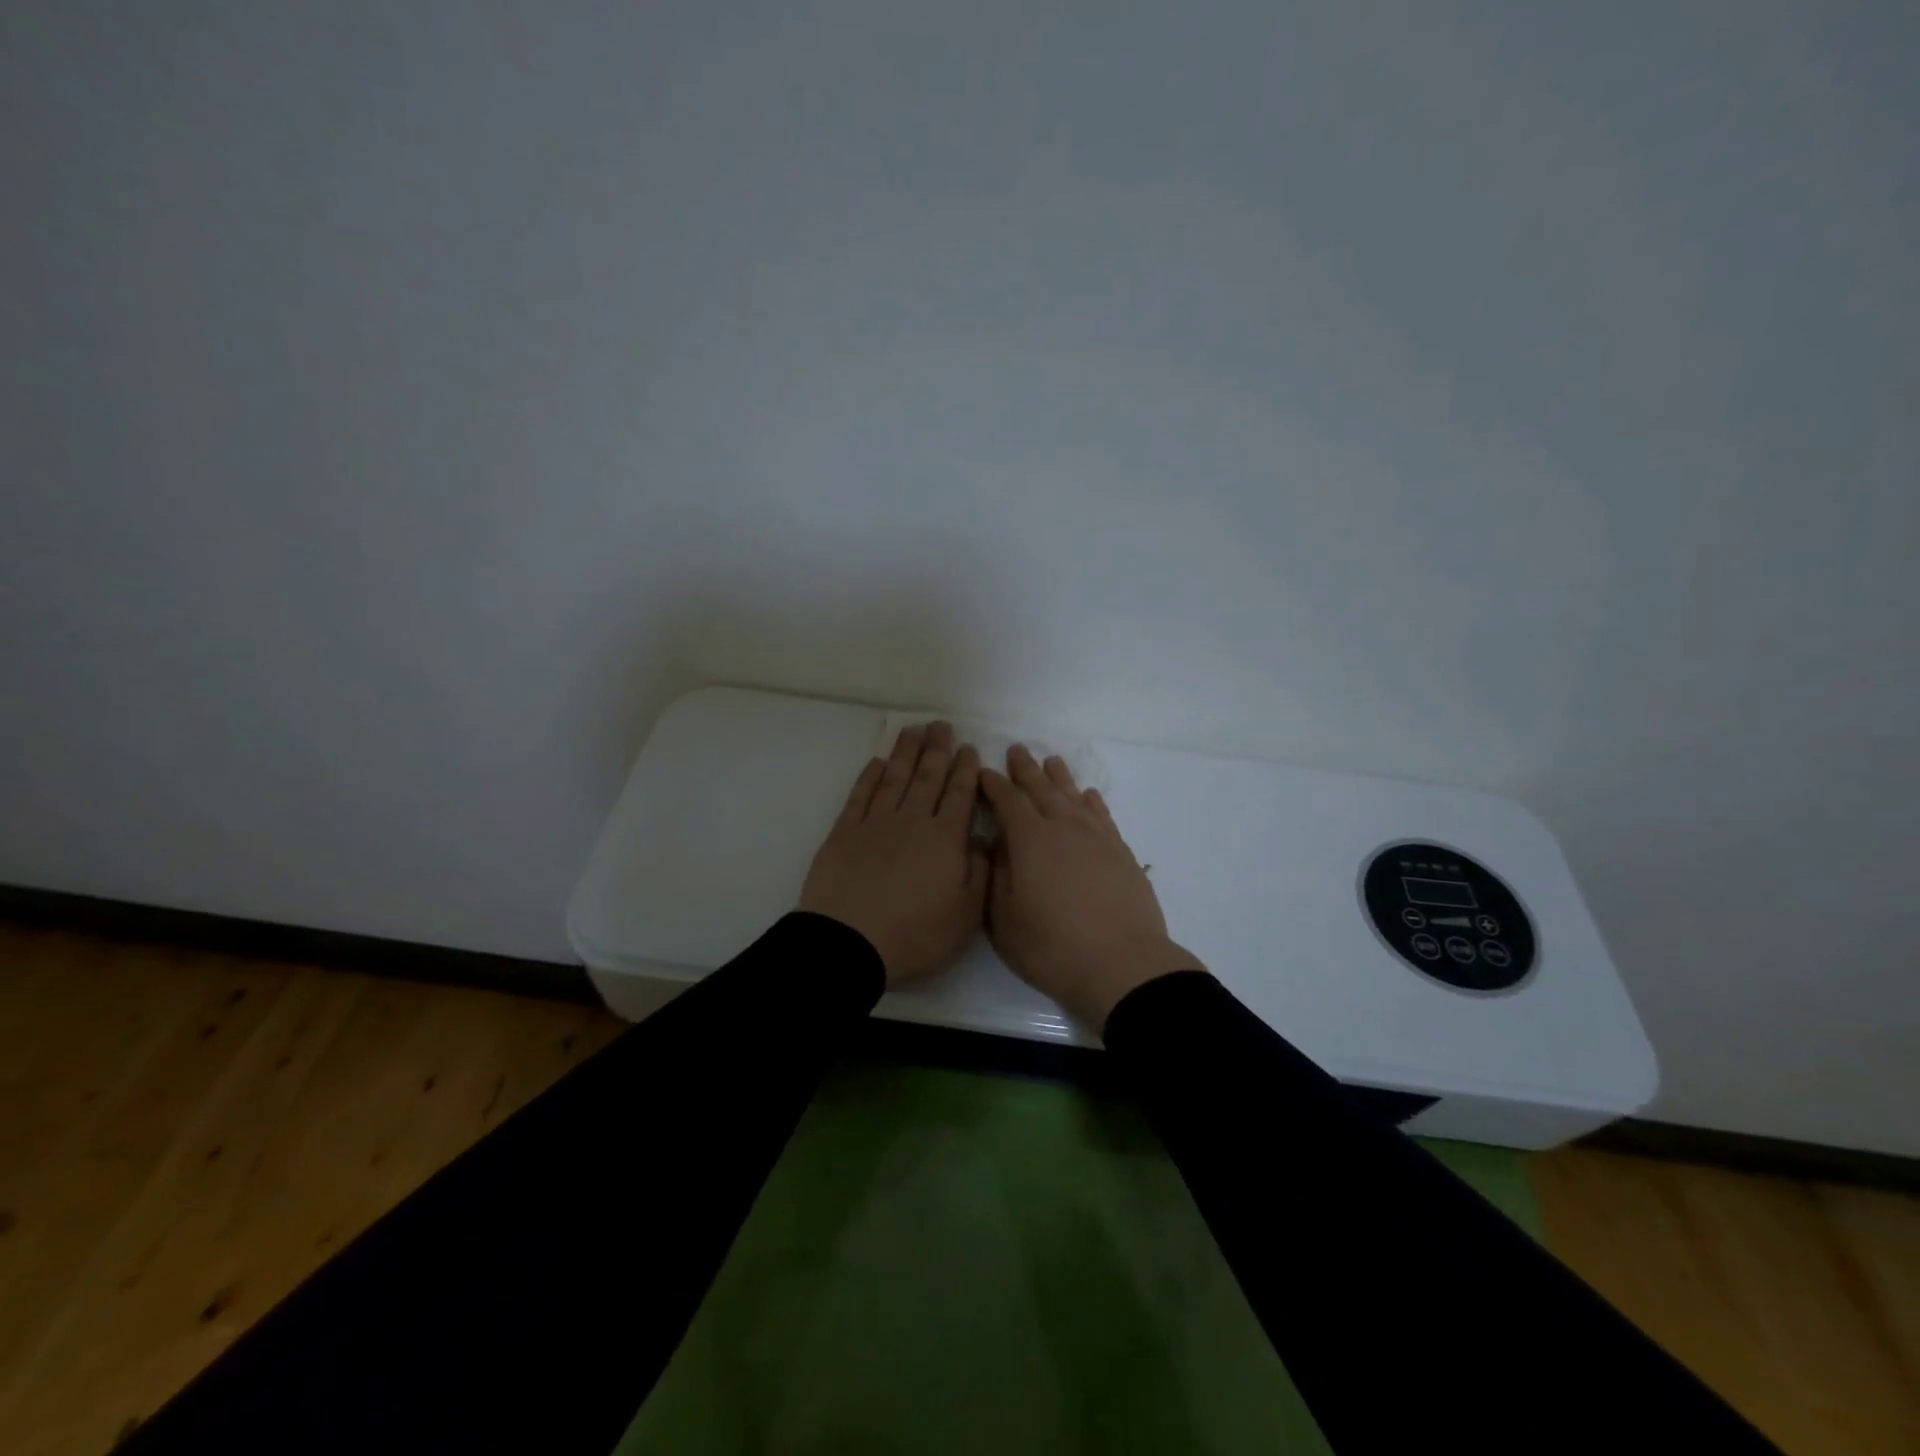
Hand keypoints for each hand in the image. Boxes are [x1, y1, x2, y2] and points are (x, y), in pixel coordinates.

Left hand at [800, 721, 988, 985]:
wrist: (848, 943)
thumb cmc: (914, 934)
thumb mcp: (966, 914)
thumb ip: (980, 872)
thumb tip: (982, 839)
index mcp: (945, 839)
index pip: (959, 794)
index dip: (965, 769)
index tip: (969, 748)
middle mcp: (912, 821)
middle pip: (927, 777)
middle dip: (937, 749)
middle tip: (942, 725)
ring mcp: (875, 823)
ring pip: (895, 778)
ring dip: (906, 752)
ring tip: (914, 730)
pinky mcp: (844, 832)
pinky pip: (860, 795)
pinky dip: (870, 776)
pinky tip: (877, 763)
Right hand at [980, 745, 1200, 1029]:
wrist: (1122, 965)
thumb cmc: (1052, 946)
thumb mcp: (1004, 918)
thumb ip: (997, 873)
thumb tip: (998, 843)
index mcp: (1030, 840)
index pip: (1007, 800)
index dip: (993, 784)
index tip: (983, 771)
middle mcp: (1064, 828)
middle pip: (1041, 789)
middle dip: (1025, 770)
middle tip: (1016, 750)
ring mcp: (1097, 838)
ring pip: (1073, 796)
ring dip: (1059, 777)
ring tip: (1051, 760)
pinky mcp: (1121, 852)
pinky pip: (1102, 815)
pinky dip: (1092, 801)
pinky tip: (1088, 796)